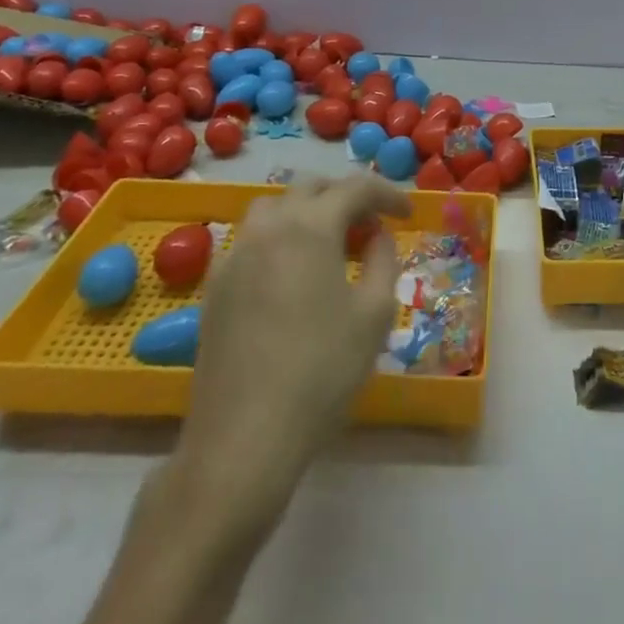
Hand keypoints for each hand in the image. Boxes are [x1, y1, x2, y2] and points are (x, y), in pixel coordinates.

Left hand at [164, 175, 407, 525]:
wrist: (244, 436)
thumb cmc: (322, 370)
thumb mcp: (374, 314)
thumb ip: (382, 260)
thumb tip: (377, 235)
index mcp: (309, 226)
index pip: (355, 188)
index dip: (387, 194)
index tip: (408, 214)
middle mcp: (268, 227)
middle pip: (310, 188)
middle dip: (345, 197)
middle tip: (370, 225)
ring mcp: (235, 254)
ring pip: (273, 207)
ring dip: (306, 212)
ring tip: (329, 243)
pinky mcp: (215, 285)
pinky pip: (251, 239)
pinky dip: (279, 237)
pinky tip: (291, 274)